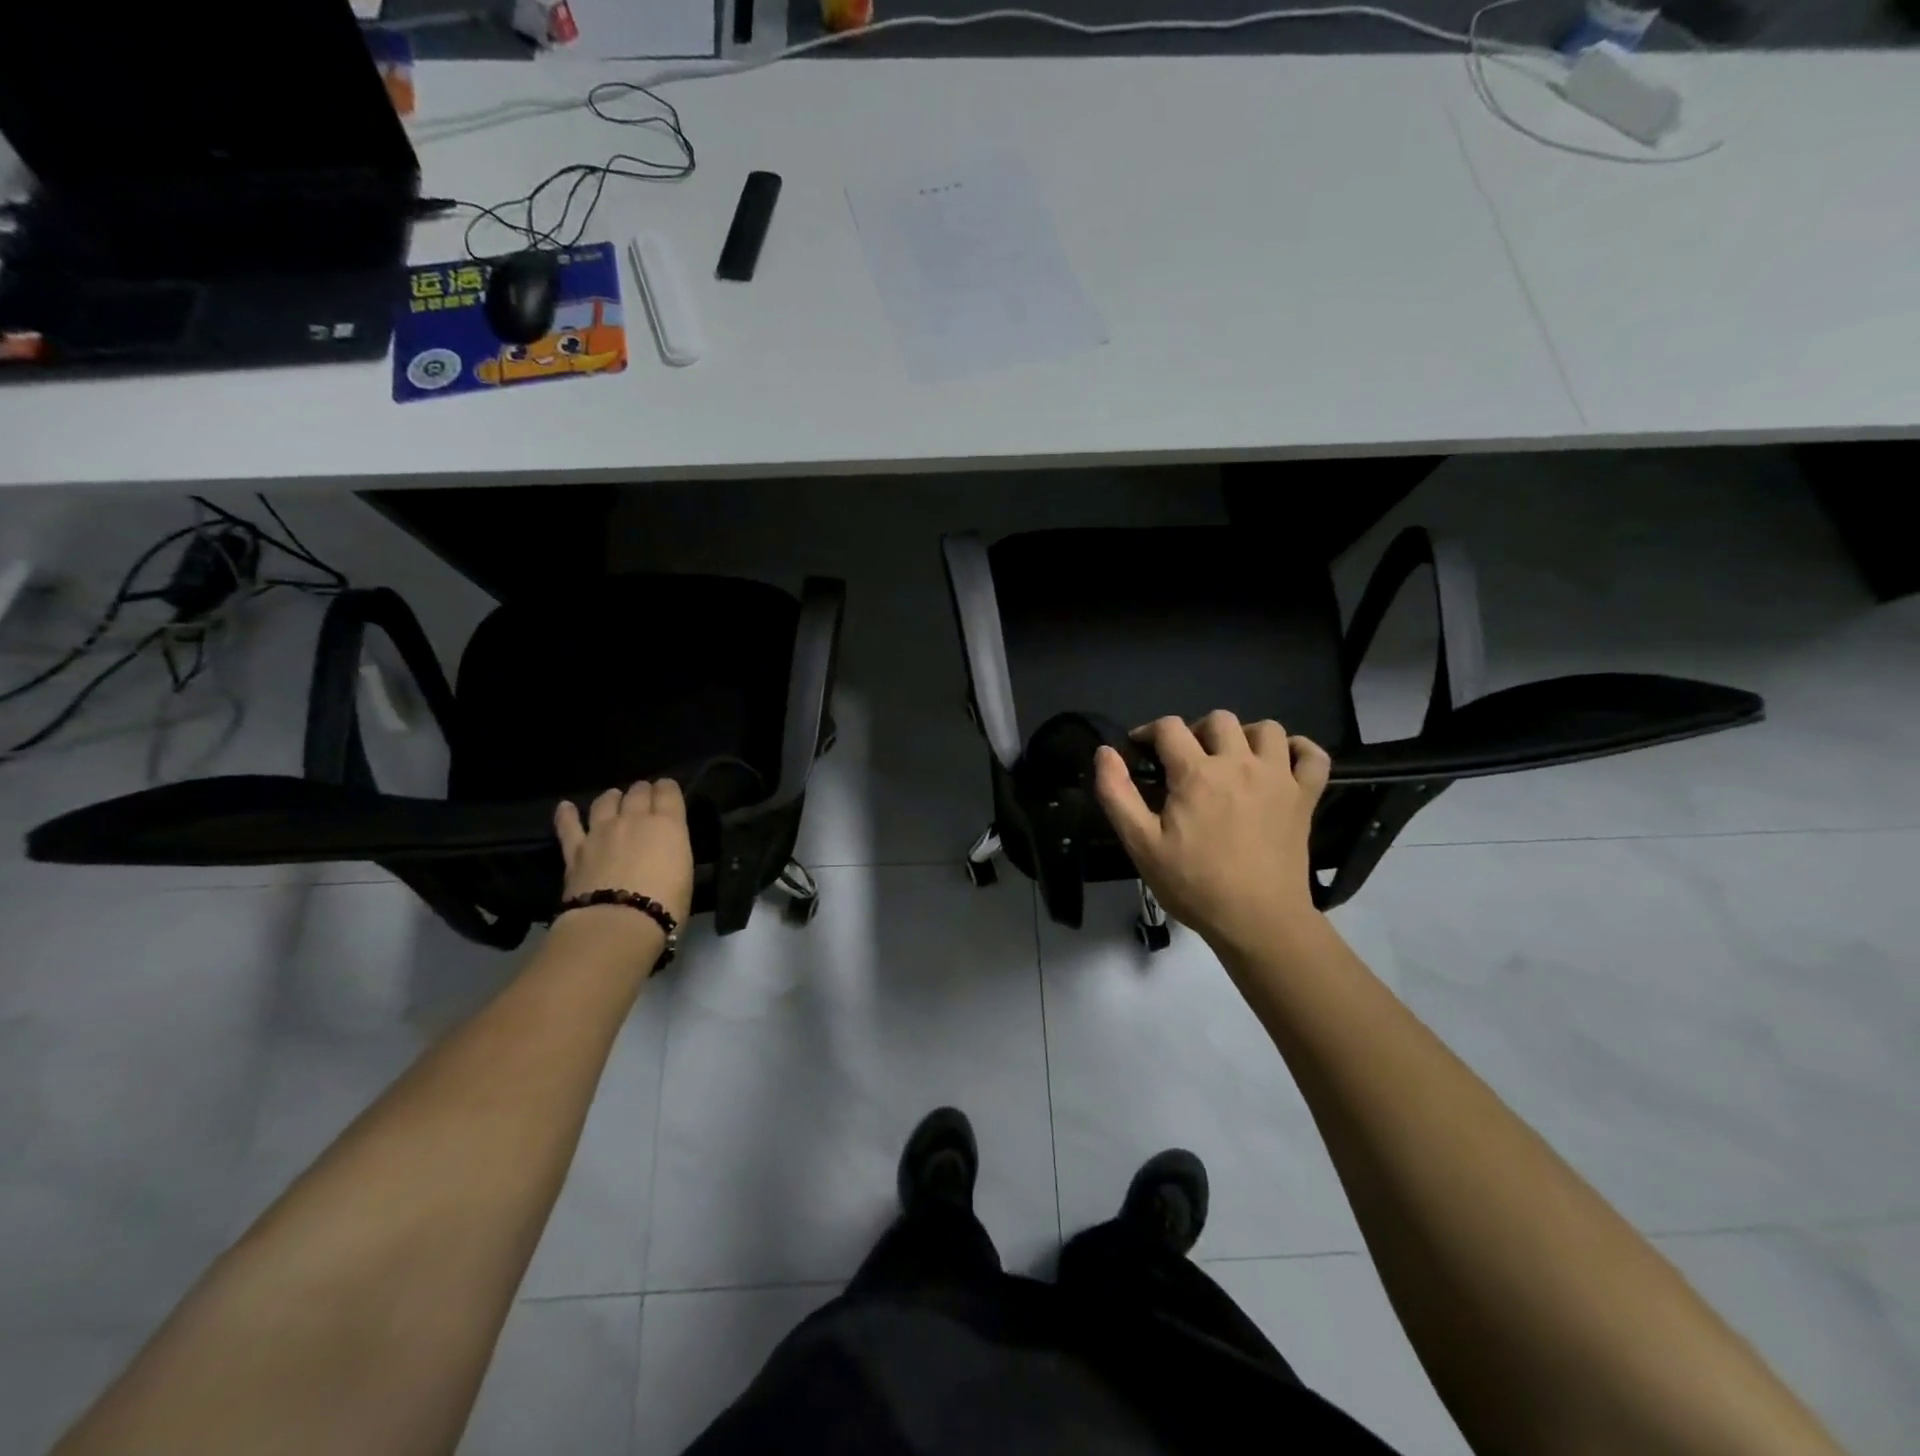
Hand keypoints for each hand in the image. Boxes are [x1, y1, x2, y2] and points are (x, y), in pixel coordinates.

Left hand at [554, 779, 695, 928]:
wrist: (618, 924)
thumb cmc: (666, 904)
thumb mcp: (684, 871)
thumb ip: (672, 849)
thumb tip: (664, 847)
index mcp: (668, 824)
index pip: (669, 790)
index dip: (668, 789)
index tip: (668, 794)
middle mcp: (634, 818)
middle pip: (637, 791)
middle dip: (642, 792)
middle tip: (644, 799)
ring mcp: (601, 831)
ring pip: (605, 801)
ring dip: (612, 798)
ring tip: (614, 800)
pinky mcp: (575, 850)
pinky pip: (568, 825)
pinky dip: (567, 814)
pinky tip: (566, 807)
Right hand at [1094, 711, 1330, 954]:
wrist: (1258, 920)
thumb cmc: (1194, 884)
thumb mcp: (1141, 844)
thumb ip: (1117, 794)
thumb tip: (1104, 752)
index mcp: (1196, 773)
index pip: (1169, 727)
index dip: (1148, 732)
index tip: (1140, 750)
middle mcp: (1239, 763)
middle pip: (1219, 720)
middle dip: (1196, 731)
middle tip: (1186, 761)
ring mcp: (1278, 778)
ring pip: (1267, 729)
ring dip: (1245, 736)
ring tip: (1232, 760)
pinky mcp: (1305, 797)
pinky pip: (1313, 756)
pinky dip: (1298, 750)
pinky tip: (1281, 762)